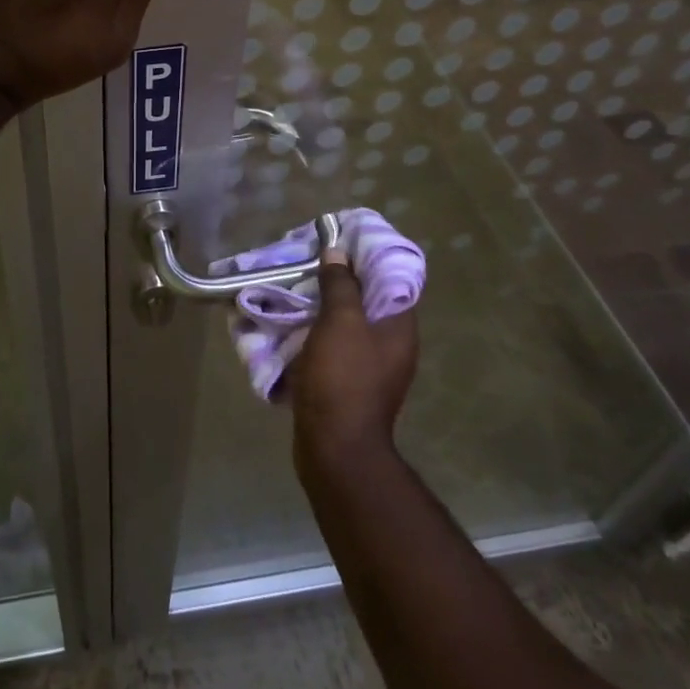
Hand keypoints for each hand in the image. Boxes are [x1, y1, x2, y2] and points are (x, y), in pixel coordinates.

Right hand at [289, 249, 418, 472]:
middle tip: (309, 259)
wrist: (334, 448)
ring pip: (346, 321)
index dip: (367, 256)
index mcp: (398, 327)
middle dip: (338, 278)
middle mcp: (389, 344)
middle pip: (366, 299)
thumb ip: (341, 284)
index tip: (339, 240)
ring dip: (322, 303)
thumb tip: (338, 253)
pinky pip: (331, 343)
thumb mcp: (341, 322)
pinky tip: (291, 320)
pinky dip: (314, 329)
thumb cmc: (343, 379)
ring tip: (295, 284)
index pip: (391, 278)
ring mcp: (368, 366)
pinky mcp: (346, 382)